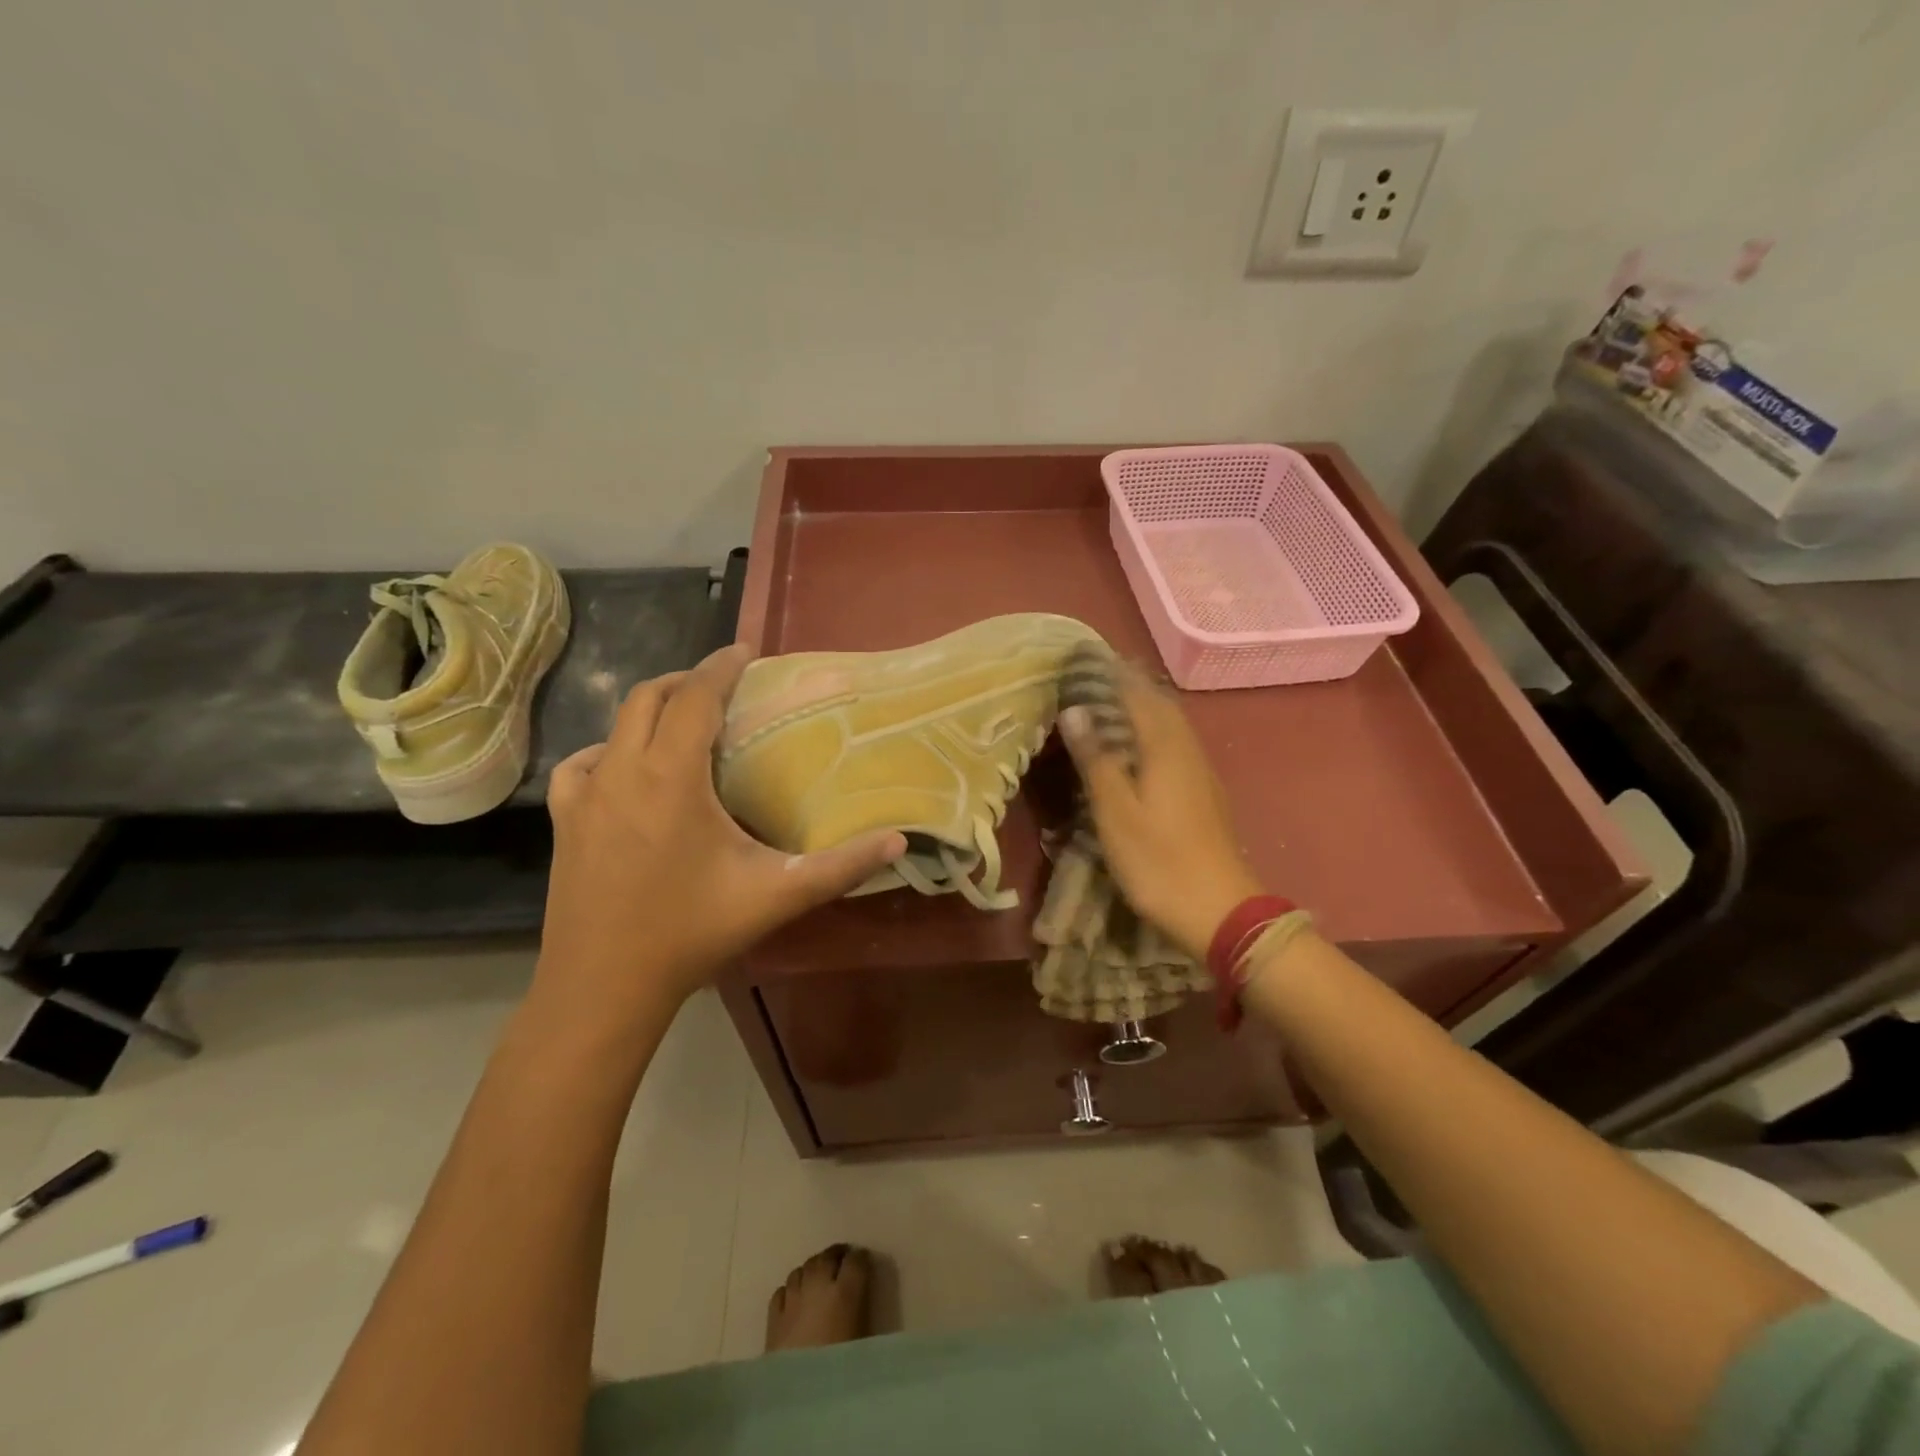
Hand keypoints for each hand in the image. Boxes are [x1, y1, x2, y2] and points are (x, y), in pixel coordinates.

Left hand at [536, 646, 905, 1017]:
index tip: (746, 651)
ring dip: (650, 712)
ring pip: (614, 726)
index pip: (694, 697)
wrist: (603, 987)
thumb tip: (899, 841)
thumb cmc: (691, 933)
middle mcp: (621, 771)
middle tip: (723, 687)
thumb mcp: (776, 895)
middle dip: (686, 681)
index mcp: (671, 777)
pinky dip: (608, 751)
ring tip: (685, 725)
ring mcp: (584, 796)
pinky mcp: (564, 821)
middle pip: (648, 698)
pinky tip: (625, 772)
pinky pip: (582, 764)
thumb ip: (841, 866)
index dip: (721, 667)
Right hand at [1059, 665, 1263, 960]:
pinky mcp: (1204, 792)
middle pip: (1160, 703)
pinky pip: (1176, 743)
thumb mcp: (1116, 812)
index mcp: (1164, 747)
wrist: (1220, 910)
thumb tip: (1075, 710)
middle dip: (1130, 683)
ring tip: (1113, 700)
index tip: (1086, 656)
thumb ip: (1096, 759)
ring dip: (1144, 705)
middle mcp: (1187, 749)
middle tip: (1096, 673)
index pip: (1137, 693)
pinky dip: (1154, 730)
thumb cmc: (1159, 860)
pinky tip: (1140, 745)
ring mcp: (1200, 772)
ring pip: (1171, 723)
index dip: (1113, 673)